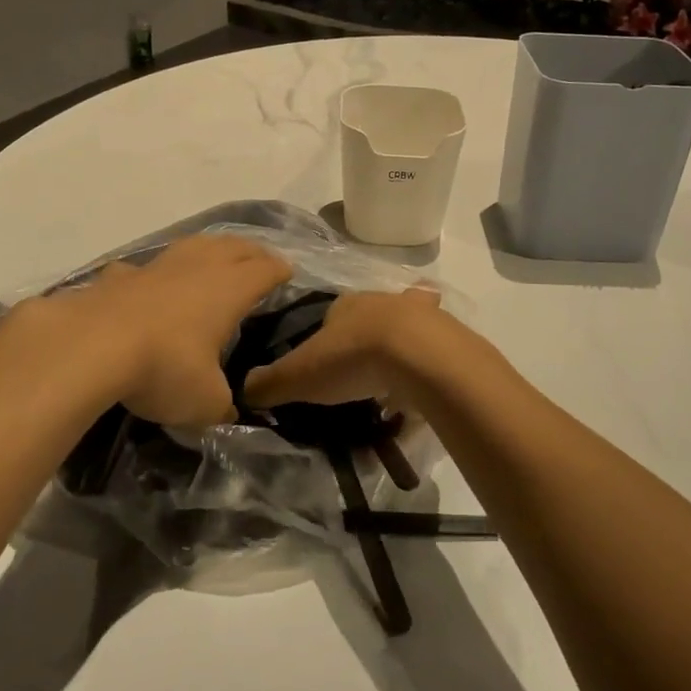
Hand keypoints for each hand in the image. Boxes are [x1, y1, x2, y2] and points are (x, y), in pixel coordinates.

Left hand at [0, 234, 291, 427]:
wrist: (90, 347)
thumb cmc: (164, 368)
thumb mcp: (205, 402)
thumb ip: (223, 404)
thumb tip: (228, 409)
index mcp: (229, 290)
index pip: (265, 270)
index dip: (280, 270)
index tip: (288, 273)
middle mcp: (198, 268)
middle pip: (234, 247)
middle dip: (252, 251)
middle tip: (261, 259)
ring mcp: (156, 268)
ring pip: (192, 245)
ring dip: (209, 248)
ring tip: (214, 256)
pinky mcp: (119, 277)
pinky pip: (143, 269)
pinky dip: (152, 274)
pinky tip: (146, 284)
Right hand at [242, 287, 449, 410]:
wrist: (419, 355)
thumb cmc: (353, 357)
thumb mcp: (300, 375)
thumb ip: (271, 383)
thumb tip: (243, 390)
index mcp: (345, 305)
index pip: (329, 316)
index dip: (324, 339)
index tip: (323, 365)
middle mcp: (381, 301)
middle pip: (369, 317)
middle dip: (365, 337)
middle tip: (360, 372)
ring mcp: (419, 316)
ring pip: (406, 326)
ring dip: (401, 346)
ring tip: (395, 378)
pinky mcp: (447, 336)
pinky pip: (435, 348)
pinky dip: (429, 362)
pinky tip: (425, 383)